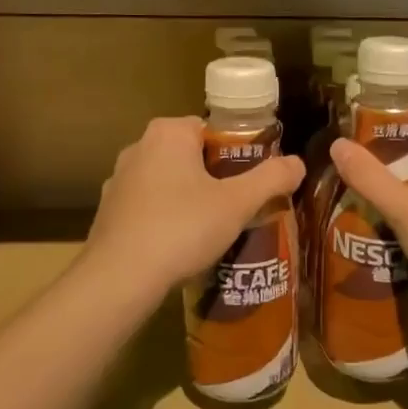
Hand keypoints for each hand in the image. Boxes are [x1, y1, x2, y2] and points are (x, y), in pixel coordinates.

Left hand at [83, 117, 304, 303]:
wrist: (120, 277)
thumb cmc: (182, 228)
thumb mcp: (237, 203)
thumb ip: (271, 179)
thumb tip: (299, 163)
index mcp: (168, 133)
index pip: (212, 131)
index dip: (237, 155)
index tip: (251, 183)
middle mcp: (138, 147)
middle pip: (190, 156)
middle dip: (215, 179)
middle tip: (238, 208)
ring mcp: (118, 180)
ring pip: (168, 182)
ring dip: (189, 200)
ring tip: (212, 231)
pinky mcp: (108, 212)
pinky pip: (148, 207)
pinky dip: (165, 219)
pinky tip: (180, 246)